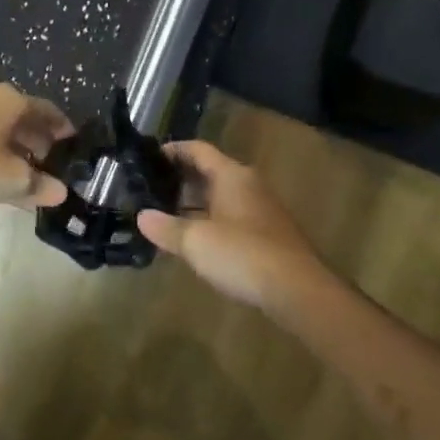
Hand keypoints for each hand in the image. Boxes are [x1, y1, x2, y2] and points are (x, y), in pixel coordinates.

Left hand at [0, 84, 75, 208]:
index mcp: (10, 101)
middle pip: (19, 117)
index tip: (71, 141)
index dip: (61, 127)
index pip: (46, 110)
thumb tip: (60, 193)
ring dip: (10, 146)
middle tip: (47, 161)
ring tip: (20, 169)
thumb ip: (39, 185)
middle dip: (35, 139)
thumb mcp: (14, 179)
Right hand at [137, 141, 328, 309]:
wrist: (296, 289)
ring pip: (220, 197)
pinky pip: (230, 217)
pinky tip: (193, 240)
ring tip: (163, 215)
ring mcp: (261, 210)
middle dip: (180, 179)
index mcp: (232, 176)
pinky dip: (209, 221)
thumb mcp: (196, 241)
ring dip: (193, 203)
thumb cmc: (243, 254)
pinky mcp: (267, 234)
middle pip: (209, 172)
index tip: (148, 158)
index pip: (199, 150)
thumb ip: (166, 227)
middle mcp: (248, 185)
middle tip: (148, 190)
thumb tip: (142, 217)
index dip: (173, 150)